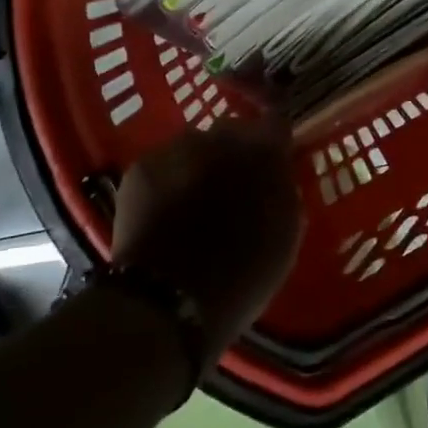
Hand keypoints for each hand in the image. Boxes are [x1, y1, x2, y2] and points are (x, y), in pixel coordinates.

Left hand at [113, 117, 303, 355]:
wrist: (167, 302)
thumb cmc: (242, 277)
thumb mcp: (285, 237)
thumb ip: (283, 192)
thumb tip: (276, 175)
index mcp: (263, 153)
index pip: (276, 126)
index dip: (273, 146)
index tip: (271, 166)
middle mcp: (220, 136)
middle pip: (233, 132)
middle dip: (234, 154)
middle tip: (231, 192)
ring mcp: (177, 148)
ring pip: (194, 147)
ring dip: (198, 166)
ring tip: (192, 206)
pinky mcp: (141, 166)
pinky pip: (163, 165)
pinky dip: (167, 182)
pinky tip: (164, 215)